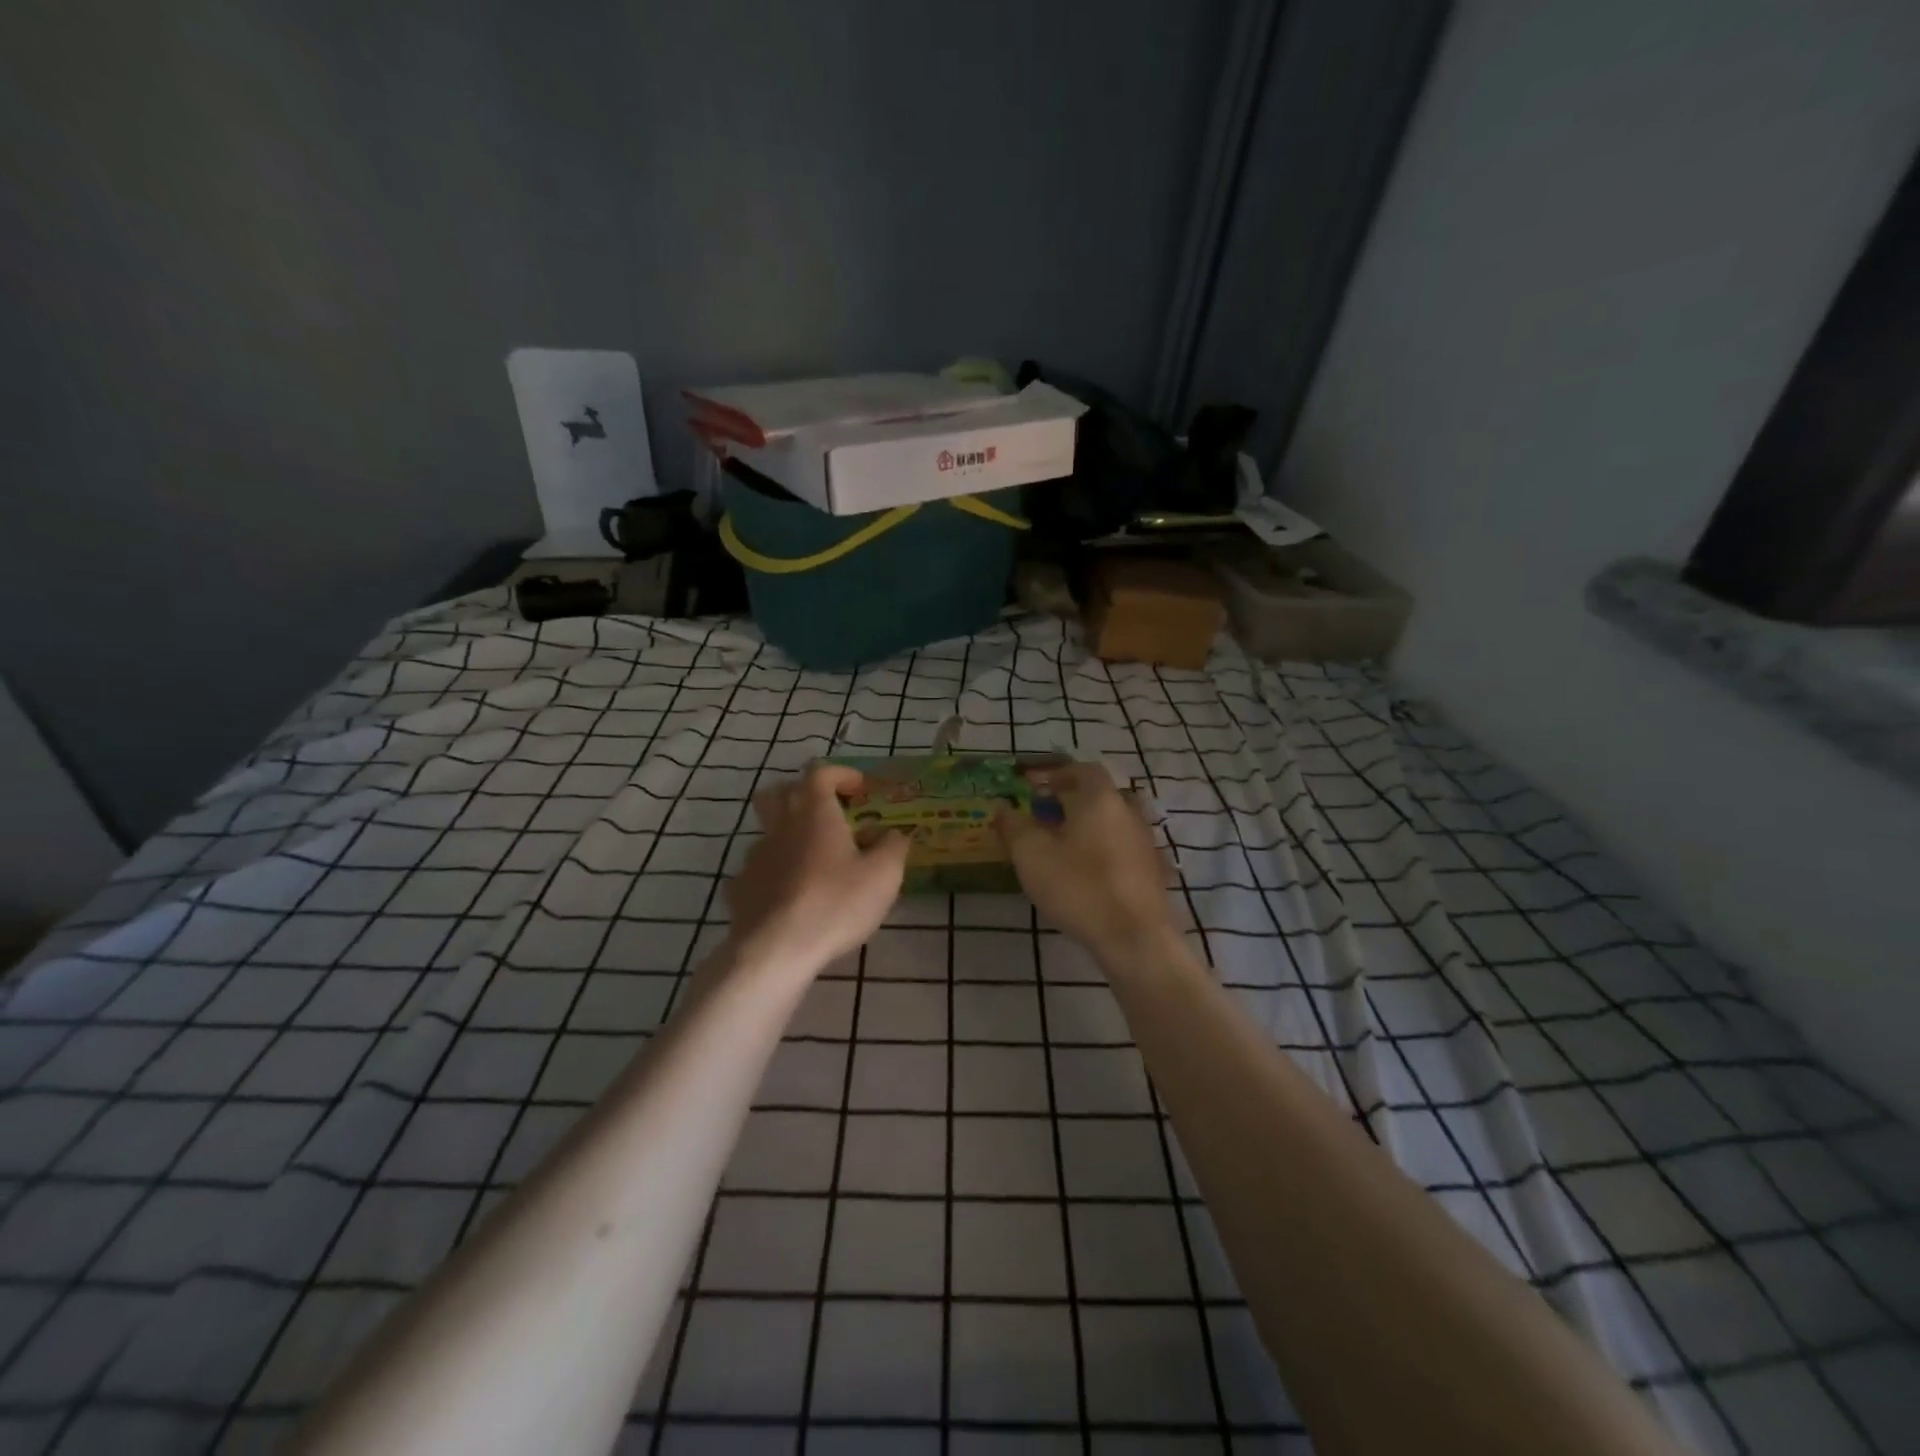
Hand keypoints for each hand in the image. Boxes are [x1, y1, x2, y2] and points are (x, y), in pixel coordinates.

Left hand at [725, 762, 909, 975]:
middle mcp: (781, 827)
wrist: (776, 950)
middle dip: (801, 794)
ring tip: (811, 864)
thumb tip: (894, 834)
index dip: (840, 774)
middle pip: (778, 792)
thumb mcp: (884, 875)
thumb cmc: (836, 904)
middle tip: (825, 814)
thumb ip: (893, 847)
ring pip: (767, 833)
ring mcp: (754, 858)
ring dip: (788, 837)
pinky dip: (772, 876)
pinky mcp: (739, 889)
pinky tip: (787, 896)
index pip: (819, 773)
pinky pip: (756, 872)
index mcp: (815, 815)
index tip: (858, 789)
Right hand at [994, 762, 1177, 967]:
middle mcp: (1128, 812)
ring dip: (1088, 827)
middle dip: (1072, 802)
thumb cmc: (1078, 886)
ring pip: (1112, 822)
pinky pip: (1123, 848)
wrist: (1134, 937)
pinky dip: (1103, 850)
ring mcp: (1145, 842)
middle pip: (1100, 796)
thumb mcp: (1032, 855)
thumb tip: (1002, 807)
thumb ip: (1014, 826)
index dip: (1058, 774)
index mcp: (1101, 799)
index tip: (1037, 788)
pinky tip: (1087, 873)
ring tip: (1062, 847)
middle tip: (1045, 817)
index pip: (1083, 770)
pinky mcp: (1152, 870)